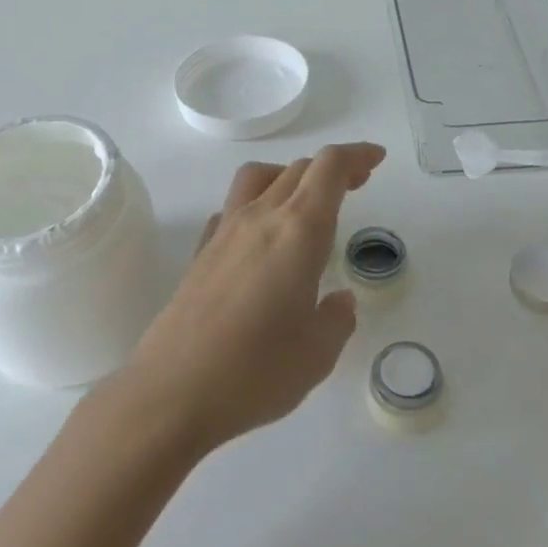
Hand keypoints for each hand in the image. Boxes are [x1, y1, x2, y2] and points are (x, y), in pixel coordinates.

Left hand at [125, 142, 385, 450]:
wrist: (171, 392)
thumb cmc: (256, 372)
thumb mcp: (317, 353)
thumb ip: (336, 320)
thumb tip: (338, 301)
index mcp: (298, 232)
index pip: (329, 169)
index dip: (356, 155)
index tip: (376, 160)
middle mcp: (260, 219)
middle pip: (298, 169)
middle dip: (332, 168)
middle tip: (357, 183)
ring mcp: (224, 233)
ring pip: (259, 178)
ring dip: (290, 176)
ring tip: (307, 202)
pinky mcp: (200, 254)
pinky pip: (232, 207)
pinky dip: (256, 204)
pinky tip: (261, 237)